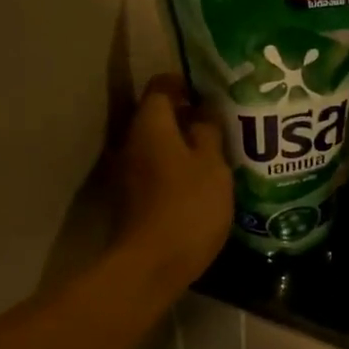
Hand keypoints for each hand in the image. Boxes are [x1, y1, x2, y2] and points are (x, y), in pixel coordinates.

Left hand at [111, 74, 232, 290]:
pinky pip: (156, 171)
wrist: (152, 265)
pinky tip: (201, 184)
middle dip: (187, 117)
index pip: (162, 86)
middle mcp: (131, 142)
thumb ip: (209, 132)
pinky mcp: (132, 200)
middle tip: (221, 124)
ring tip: (217, 154)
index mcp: (150, 125)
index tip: (211, 93)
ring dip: (183, 146)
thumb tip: (203, 111)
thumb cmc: (188, 208)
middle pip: (157, 117)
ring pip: (157, 146)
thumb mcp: (212, 166)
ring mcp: (128, 173)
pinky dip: (176, 170)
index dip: (185, 84)